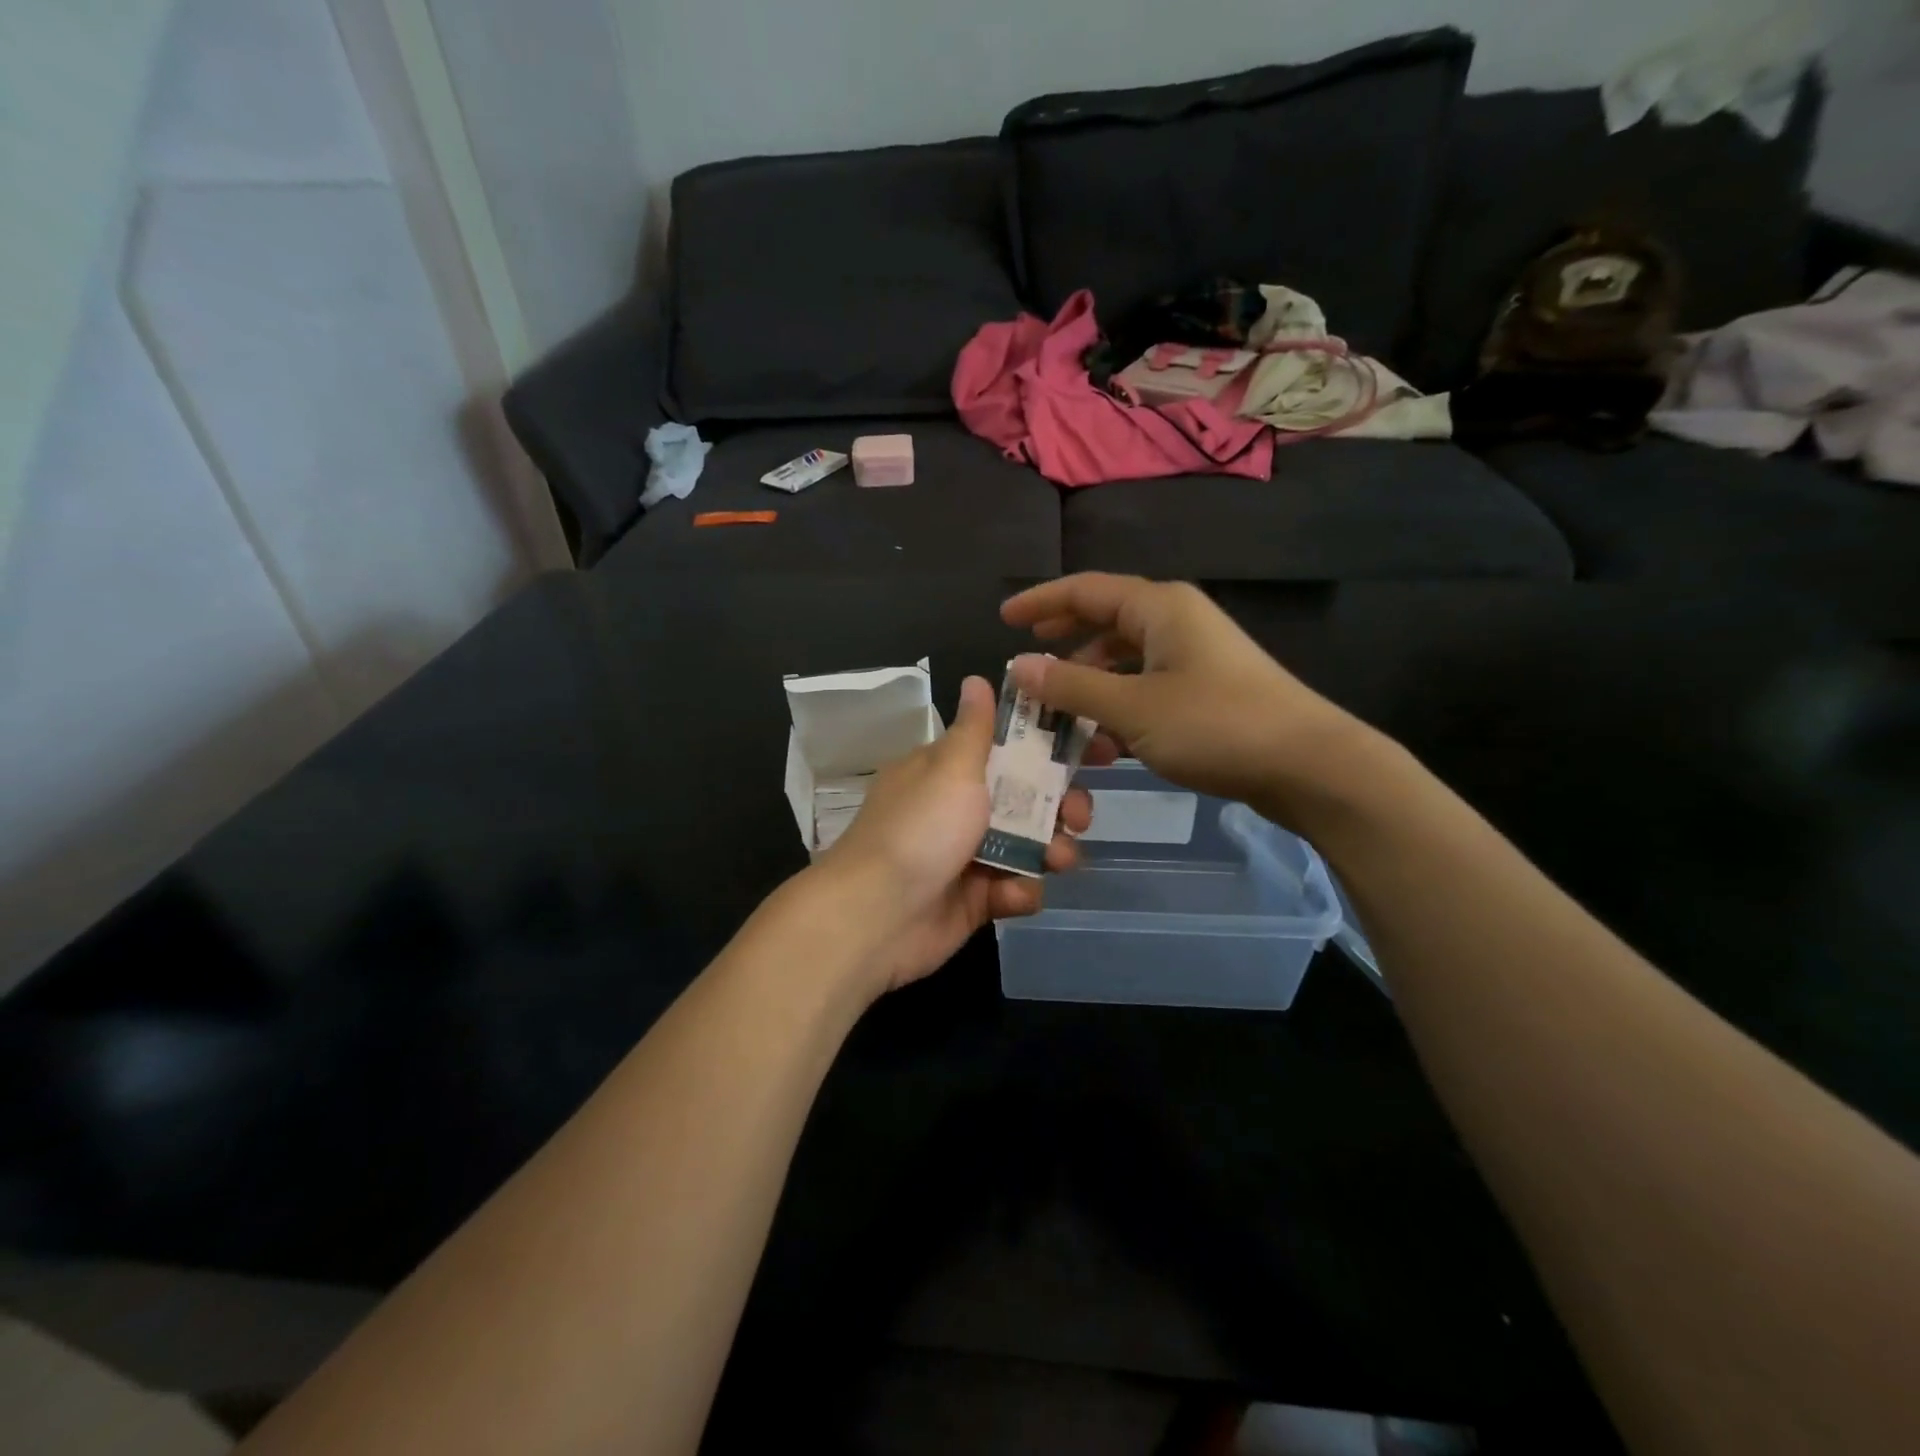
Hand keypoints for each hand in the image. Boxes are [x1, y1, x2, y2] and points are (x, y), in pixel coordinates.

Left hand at [814, 676, 1091, 996]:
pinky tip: (1010, 894)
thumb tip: (976, 678)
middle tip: (1078, 816)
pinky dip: (1019, 891)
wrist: (878, 916)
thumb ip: (975, 728)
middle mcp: (960, 809)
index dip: (1052, 747)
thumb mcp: (950, 768)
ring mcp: (969, 856)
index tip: (1094, 750)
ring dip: (1052, 850)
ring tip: (1058, 859)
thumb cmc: (920, 829)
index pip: (1009, 748)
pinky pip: (1015, 888)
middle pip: (1028, 800)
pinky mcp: (976, 900)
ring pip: (1030, 846)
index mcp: (949, 771)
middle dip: (1061, 806)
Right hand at [1001, 573, 1360, 821]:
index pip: (1085, 590)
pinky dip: (1119, 704)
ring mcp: (1195, 656)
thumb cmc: (1215, 725)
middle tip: (1028, 659)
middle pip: (1106, 620)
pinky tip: (1103, 739)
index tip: (1004, 619)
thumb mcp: (1132, 708)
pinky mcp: (1207, 689)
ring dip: (1090, 682)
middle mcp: (1177, 621)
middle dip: (1064, 640)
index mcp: (1159, 608)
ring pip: (1126, 658)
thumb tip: (1019, 667)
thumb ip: (1071, 687)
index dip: (1041, 602)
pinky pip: (1147, 686)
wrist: (1308, 764)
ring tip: (1058, 713)